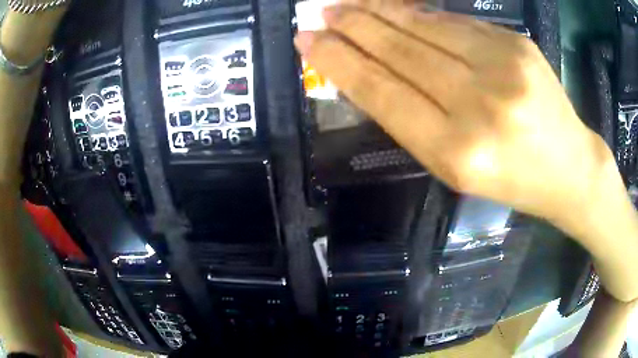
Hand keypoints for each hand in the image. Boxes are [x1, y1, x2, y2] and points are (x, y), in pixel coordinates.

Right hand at [294, 1, 613, 225]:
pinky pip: (456, 21)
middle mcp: (479, 105)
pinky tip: (397, 9)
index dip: (339, 62)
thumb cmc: (511, 179)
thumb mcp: (454, 166)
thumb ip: (409, 118)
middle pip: (400, 52)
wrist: (568, 166)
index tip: (308, 42)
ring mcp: (503, 67)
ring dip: (380, 12)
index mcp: (457, 152)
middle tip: (322, 14)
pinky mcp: (518, 43)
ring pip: (425, 27)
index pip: (382, 93)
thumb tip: (363, 71)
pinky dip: (420, 14)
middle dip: (353, 28)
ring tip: (349, 5)